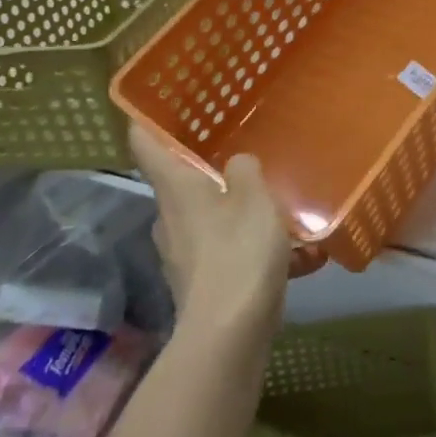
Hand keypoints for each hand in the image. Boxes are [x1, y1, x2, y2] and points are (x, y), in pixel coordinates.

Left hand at [130, 124, 313, 339]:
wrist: (228, 334)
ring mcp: (180, 253)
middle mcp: (169, 217)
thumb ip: (246, 170)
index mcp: (176, 188)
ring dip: (233, 210)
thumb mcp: (255, 198)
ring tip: (274, 206)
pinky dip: (247, 246)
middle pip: (179, 182)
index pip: (144, 143)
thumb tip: (237, 164)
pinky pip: (223, 250)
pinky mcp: (198, 283)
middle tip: (239, 151)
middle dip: (206, 168)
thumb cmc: (239, 252)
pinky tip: (290, 254)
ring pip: (205, 217)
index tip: (156, 102)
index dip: (146, 119)